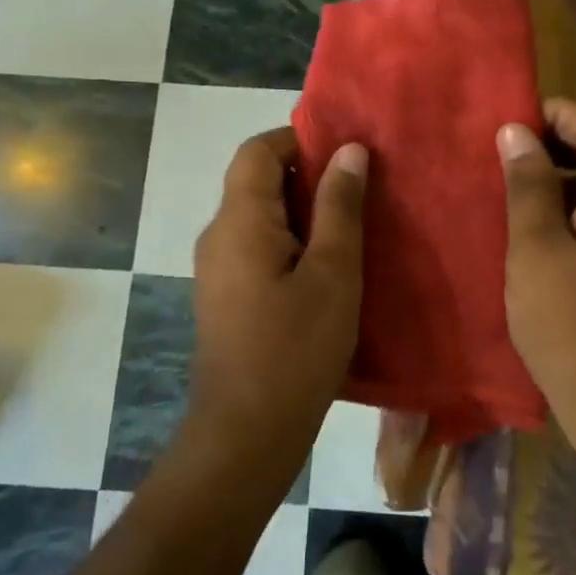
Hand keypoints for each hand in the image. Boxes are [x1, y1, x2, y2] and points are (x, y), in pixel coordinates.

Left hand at [187, 129, 367, 465]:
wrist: (245, 436)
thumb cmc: (295, 349)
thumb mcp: (333, 272)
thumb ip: (340, 206)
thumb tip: (349, 150)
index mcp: (240, 219)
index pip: (258, 149)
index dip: (299, 138)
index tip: (345, 153)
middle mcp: (219, 234)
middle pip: (256, 179)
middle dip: (306, 174)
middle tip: (359, 188)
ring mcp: (217, 267)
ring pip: (259, 214)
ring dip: (301, 209)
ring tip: (350, 224)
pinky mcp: (225, 295)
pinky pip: (256, 245)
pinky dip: (290, 239)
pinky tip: (326, 266)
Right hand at [497, 99, 575, 441]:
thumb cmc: (570, 319)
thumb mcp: (536, 245)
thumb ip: (528, 183)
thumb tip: (517, 131)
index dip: (559, 113)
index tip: (513, 119)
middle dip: (556, 142)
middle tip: (504, 151)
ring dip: (559, 176)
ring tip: (510, 184)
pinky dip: (569, 207)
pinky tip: (533, 228)